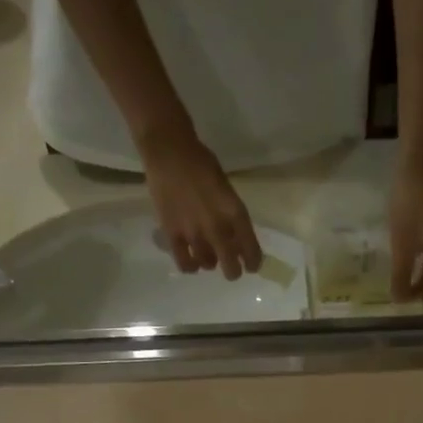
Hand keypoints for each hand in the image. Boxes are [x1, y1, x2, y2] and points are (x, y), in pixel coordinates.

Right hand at [141, 129, 261, 280]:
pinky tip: (191, 261)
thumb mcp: (227, 190)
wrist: (169, 152)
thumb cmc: (201, 164)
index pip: (251, 251)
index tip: (250, 266)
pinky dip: (190, 266)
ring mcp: (194, 233)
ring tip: (206, 255)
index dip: (253, 263)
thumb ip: (232, 215)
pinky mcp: (173, 234)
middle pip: (231, 268)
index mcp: (236, 214)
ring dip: (210, 263)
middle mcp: (218, 228)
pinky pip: (185, 263)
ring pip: (207, 265)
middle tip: (230, 268)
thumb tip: (236, 239)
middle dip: (233, 271)